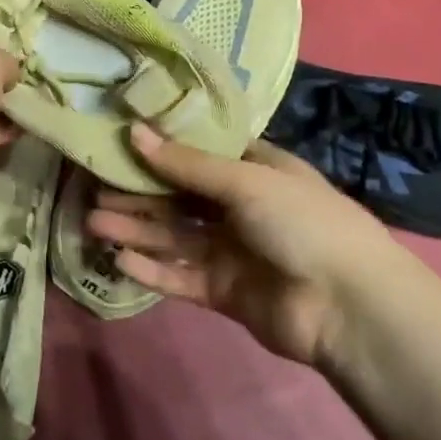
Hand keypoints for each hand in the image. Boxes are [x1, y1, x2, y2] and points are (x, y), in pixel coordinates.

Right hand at [88, 124, 411, 367]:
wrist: (349, 307)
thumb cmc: (301, 223)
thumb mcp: (244, 181)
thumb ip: (186, 163)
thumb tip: (134, 132)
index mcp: (254, 170)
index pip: (200, 153)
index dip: (161, 147)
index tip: (119, 139)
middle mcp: (239, 207)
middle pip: (179, 196)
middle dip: (137, 192)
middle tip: (91, 186)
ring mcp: (231, 251)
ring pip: (173, 236)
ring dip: (135, 228)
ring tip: (92, 221)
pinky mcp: (224, 291)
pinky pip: (181, 276)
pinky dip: (152, 269)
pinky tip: (119, 259)